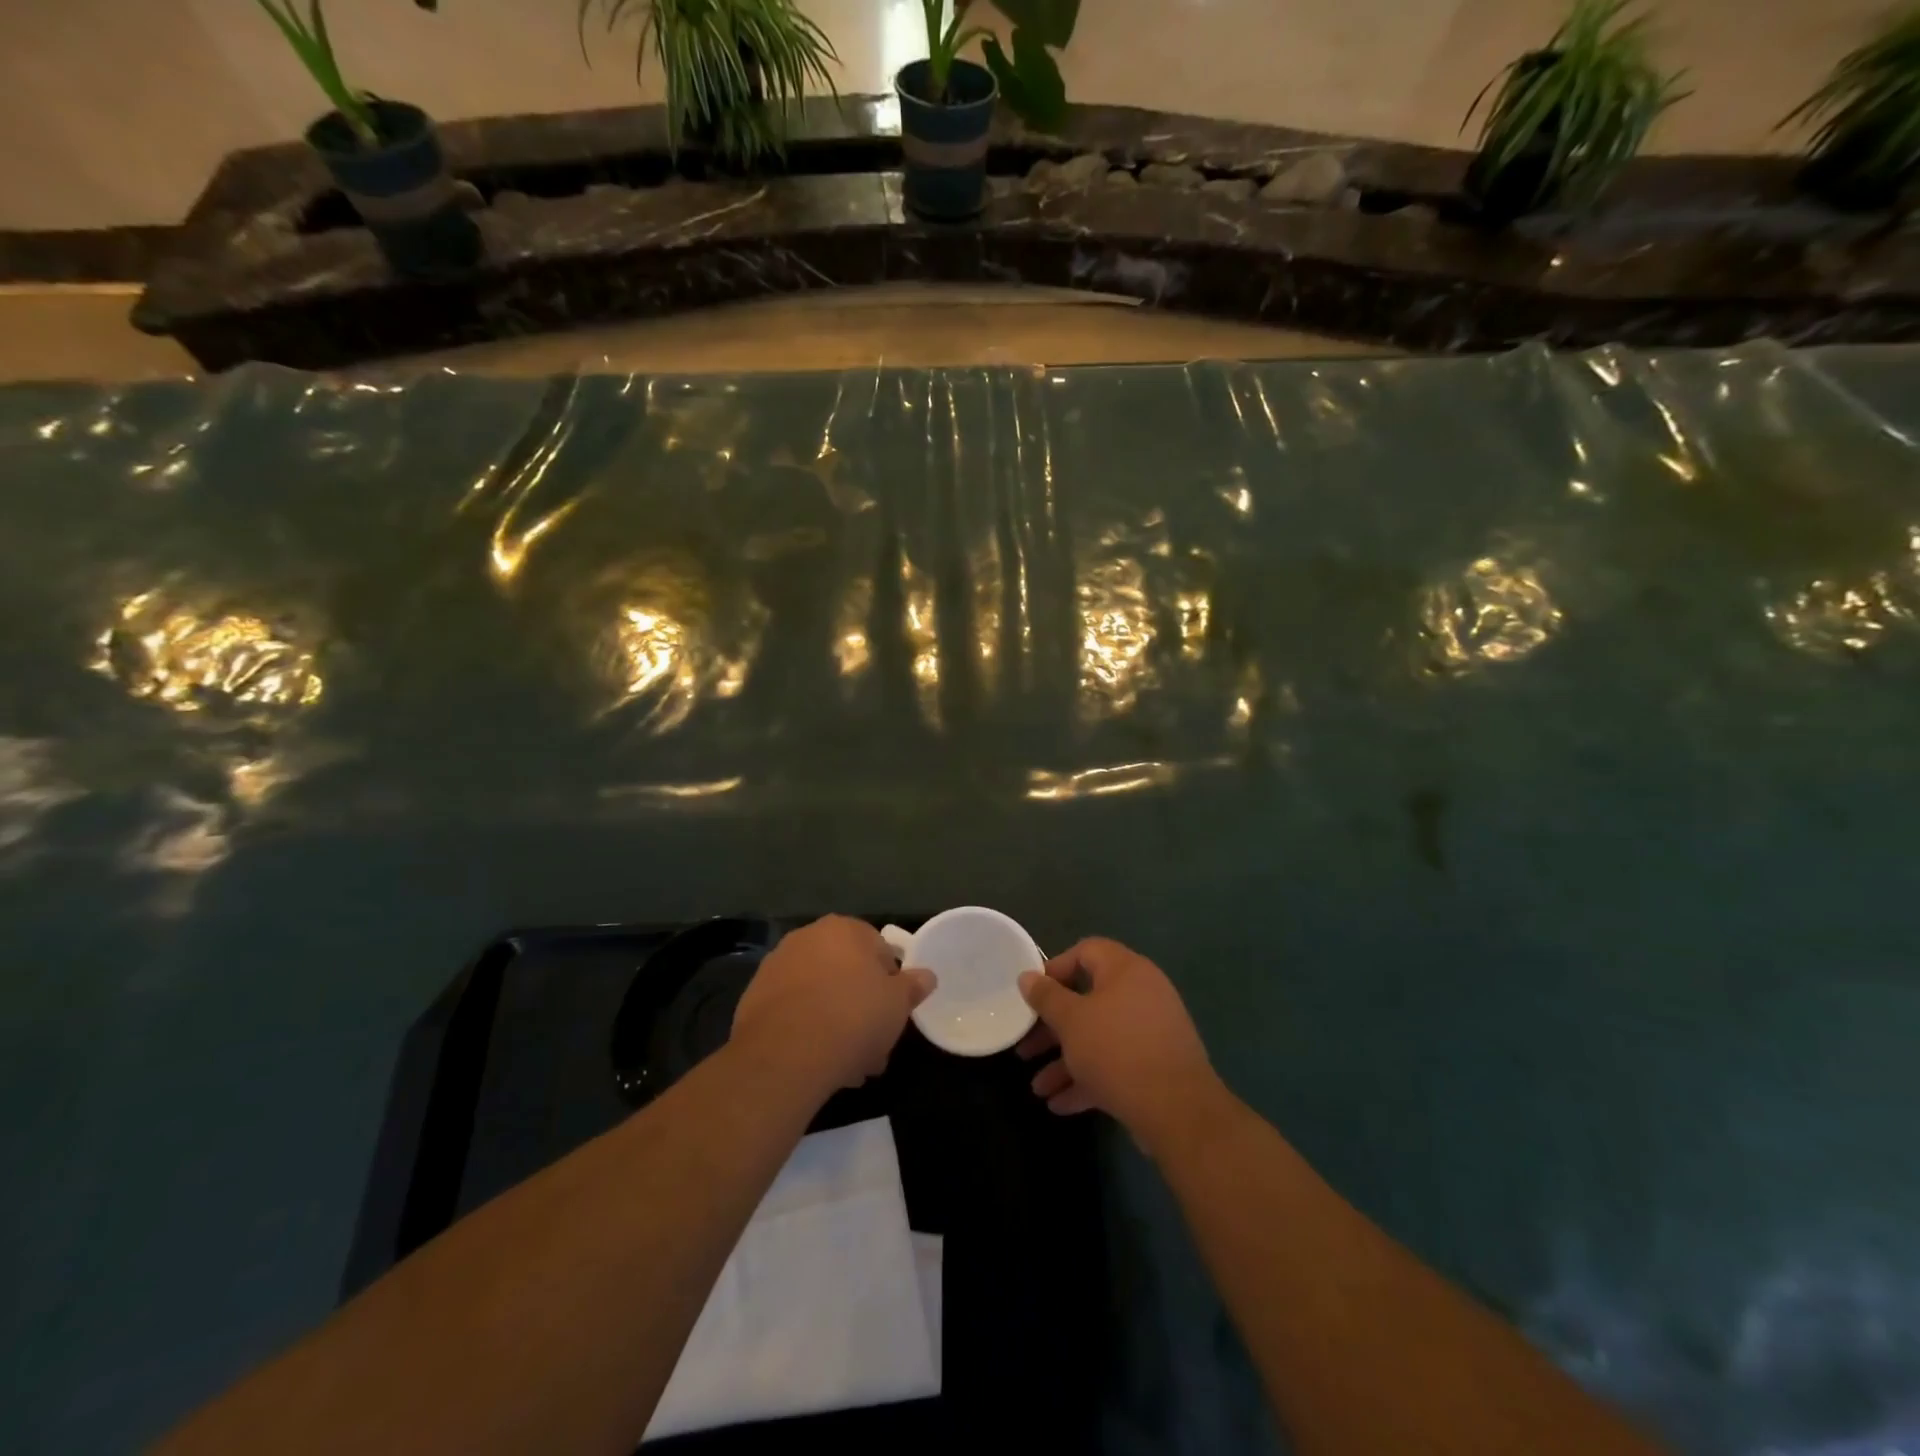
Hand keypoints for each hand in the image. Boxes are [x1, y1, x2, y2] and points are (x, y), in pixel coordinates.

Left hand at [733, 915, 934, 1096]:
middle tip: (872, 1046)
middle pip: (846, 973)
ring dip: (834, 1021)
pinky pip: (793, 1010)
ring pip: (820, 994)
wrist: (786, 1054)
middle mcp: (808, 937)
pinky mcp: (754, 996)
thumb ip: (913, 986)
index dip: (890, 985)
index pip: (879, 950)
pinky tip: (816, 1062)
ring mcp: (777, 965)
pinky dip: (806, 1029)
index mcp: (845, 929)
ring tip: (846, 1065)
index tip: (892, 1015)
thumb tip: (927, 975)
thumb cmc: (853, 1018)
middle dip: (860, 1008)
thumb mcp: (898, 1004)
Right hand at [1016, 937, 1222, 1151]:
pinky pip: (1116, 1064)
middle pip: (1088, 1001)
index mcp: (1126, 970)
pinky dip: (1089, 1079)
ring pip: (1099, 1038)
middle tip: (1026, 1048)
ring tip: (1038, 1089)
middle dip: (1052, 1028)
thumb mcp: (1071, 1021)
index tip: (1032, 994)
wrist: (1177, 1110)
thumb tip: (1027, 976)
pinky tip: (1060, 1104)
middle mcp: (1142, 994)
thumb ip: (1046, 997)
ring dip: (1066, 1061)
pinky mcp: (1156, 1066)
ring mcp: (1152, 1031)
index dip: (1055, 968)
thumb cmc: (1116, 1050)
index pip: (1086, 951)